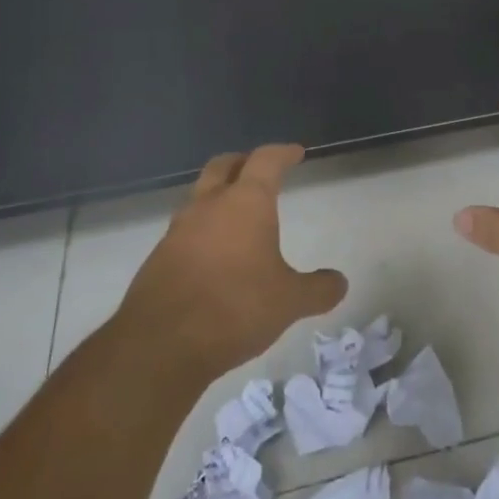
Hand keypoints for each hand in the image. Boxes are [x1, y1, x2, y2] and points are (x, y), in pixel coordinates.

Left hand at [115, 144, 347, 382]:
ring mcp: (178, 230)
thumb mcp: (289, 302)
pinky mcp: (158, 258)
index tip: (295, 153)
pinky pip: (185, 230)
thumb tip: (340, 283)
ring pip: (200, 196)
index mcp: (245, 202)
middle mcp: (209, 206)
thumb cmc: (234, 308)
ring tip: (235, 214)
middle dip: (242, 162)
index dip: (282, 153)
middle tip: (258, 169)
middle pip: (223, 166)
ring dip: (218, 196)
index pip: (266, 160)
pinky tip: (213, 255)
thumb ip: (317, 289)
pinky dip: (202, 230)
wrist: (159, 346)